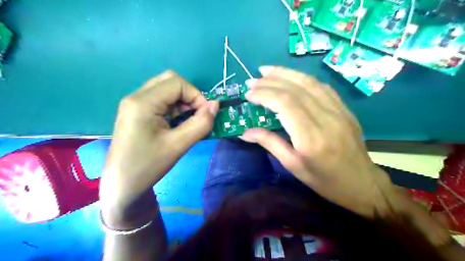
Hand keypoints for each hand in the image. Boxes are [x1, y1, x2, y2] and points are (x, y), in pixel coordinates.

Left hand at [99, 71, 217, 225]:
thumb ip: (200, 123)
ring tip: (187, 121)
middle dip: (189, 95)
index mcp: (143, 102)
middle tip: (196, 115)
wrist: (122, 185)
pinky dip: (174, 107)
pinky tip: (176, 123)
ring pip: (165, 89)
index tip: (205, 114)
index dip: (196, 95)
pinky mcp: (136, 112)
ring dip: (182, 102)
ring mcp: (134, 104)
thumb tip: (216, 105)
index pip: (177, 83)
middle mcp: (136, 97)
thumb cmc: (148, 166)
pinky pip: (160, 100)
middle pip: (170, 81)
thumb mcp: (178, 145)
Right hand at [242, 65, 397, 217]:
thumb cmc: (324, 180)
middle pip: (295, 90)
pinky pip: (321, 87)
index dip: (264, 94)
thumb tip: (245, 131)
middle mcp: (326, 119)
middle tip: (252, 81)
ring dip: (285, 73)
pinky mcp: (344, 108)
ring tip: (266, 71)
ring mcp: (338, 110)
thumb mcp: (293, 166)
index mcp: (311, 138)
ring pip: (309, 82)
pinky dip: (302, 79)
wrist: (362, 183)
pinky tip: (290, 77)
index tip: (248, 94)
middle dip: (270, 81)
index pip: (285, 104)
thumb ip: (270, 143)